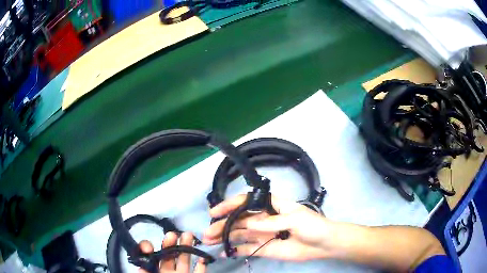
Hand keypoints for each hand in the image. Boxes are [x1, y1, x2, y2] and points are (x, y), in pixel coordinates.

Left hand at [139, 232, 205, 272]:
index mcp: (156, 271)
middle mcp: (168, 272)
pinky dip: (202, 266)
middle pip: (169, 255)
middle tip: (173, 234)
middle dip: (171, 243)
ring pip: (184, 261)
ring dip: (187, 248)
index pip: (151, 257)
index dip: (150, 250)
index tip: (149, 247)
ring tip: (189, 234)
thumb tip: (140, 266)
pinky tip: (203, 258)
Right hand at [202, 194, 333, 260]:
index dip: (230, 205)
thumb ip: (272, 222)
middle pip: (239, 220)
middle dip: (223, 225)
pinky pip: (247, 248)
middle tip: (208, 233)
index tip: (215, 212)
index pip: (246, 202)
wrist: (324, 244)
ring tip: (210, 241)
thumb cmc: (312, 225)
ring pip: (239, 234)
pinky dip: (235, 250)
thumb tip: (249, 224)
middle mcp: (264, 219)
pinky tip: (224, 252)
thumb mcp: (295, 219)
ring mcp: (263, 234)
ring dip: (225, 237)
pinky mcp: (264, 248)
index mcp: (271, 206)